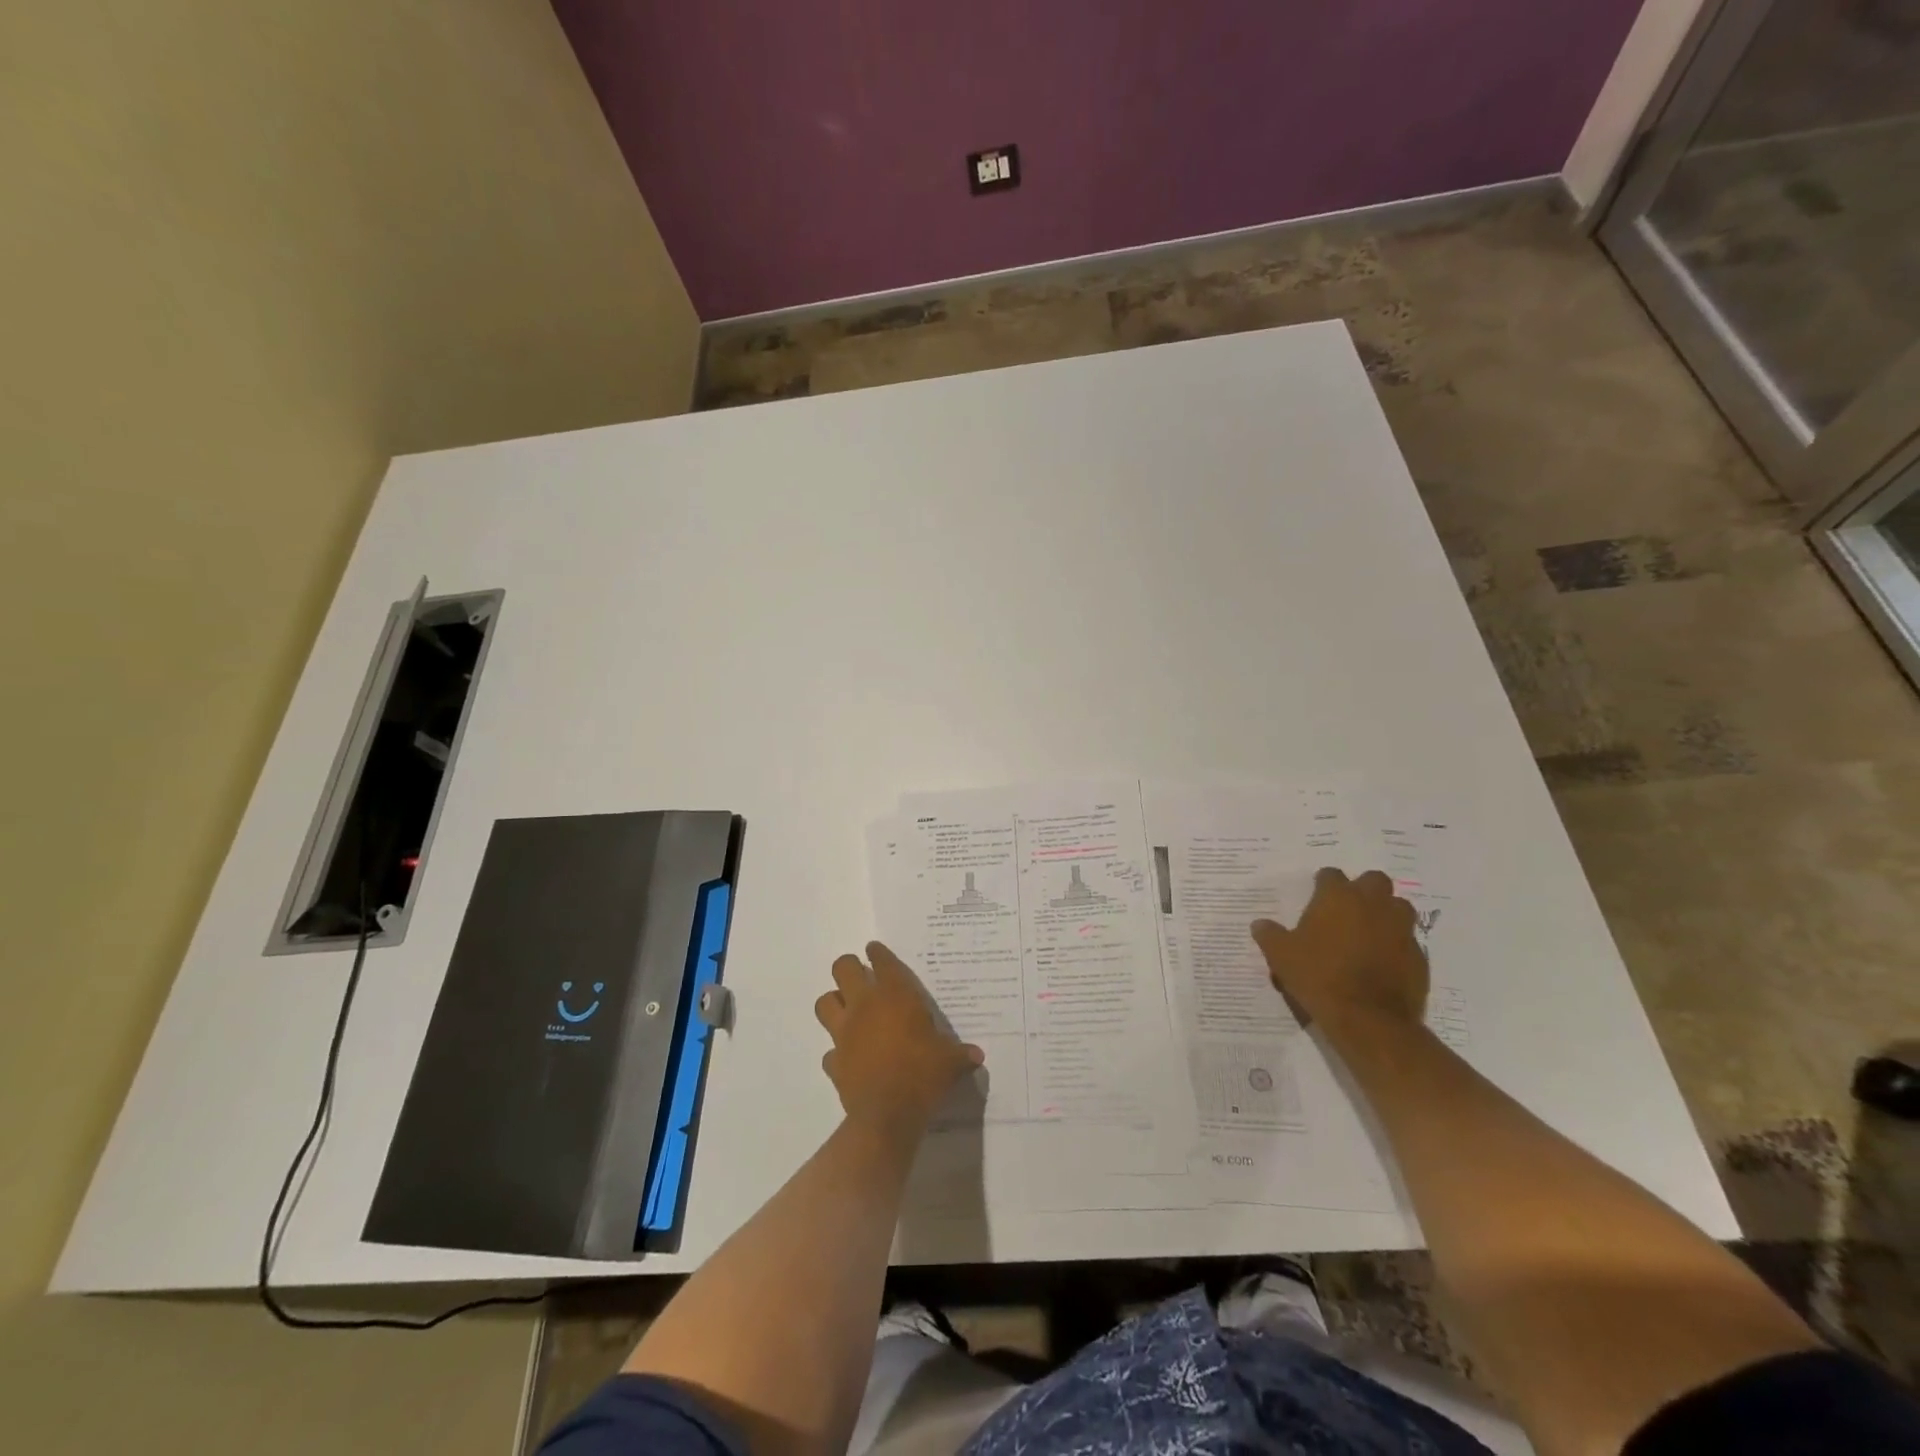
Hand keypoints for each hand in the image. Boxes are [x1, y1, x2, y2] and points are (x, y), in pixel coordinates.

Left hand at [814, 942, 984, 1139]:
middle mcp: (864, 1006)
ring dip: (835, 1003)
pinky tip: (850, 1057)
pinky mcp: (834, 1061)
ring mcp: (844, 1032)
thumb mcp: (949, 1062)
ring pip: (825, 1002)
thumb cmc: (922, 1075)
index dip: (878, 953)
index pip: (882, 961)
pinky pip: (829, 1050)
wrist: (887, 1115)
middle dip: (849, 967)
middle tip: (860, 975)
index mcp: (894, 996)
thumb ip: (961, 1054)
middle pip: (842, 968)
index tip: (875, 950)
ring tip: (848, 1010)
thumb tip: (977, 1054)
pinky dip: (837, 1051)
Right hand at [1252, 867, 1428, 1038]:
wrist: (1368, 1019)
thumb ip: (1270, 935)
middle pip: (1375, 880)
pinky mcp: (1420, 957)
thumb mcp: (1281, 955)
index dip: (1323, 884)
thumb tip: (1260, 924)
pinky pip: (1408, 941)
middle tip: (1348, 909)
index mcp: (1338, 897)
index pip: (1331, 874)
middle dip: (1364, 889)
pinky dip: (1397, 945)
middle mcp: (1373, 905)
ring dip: (1386, 913)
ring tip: (1369, 932)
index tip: (1316, 896)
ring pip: (1399, 907)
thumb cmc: (1319, 976)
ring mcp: (1401, 929)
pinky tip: (1382, 962)